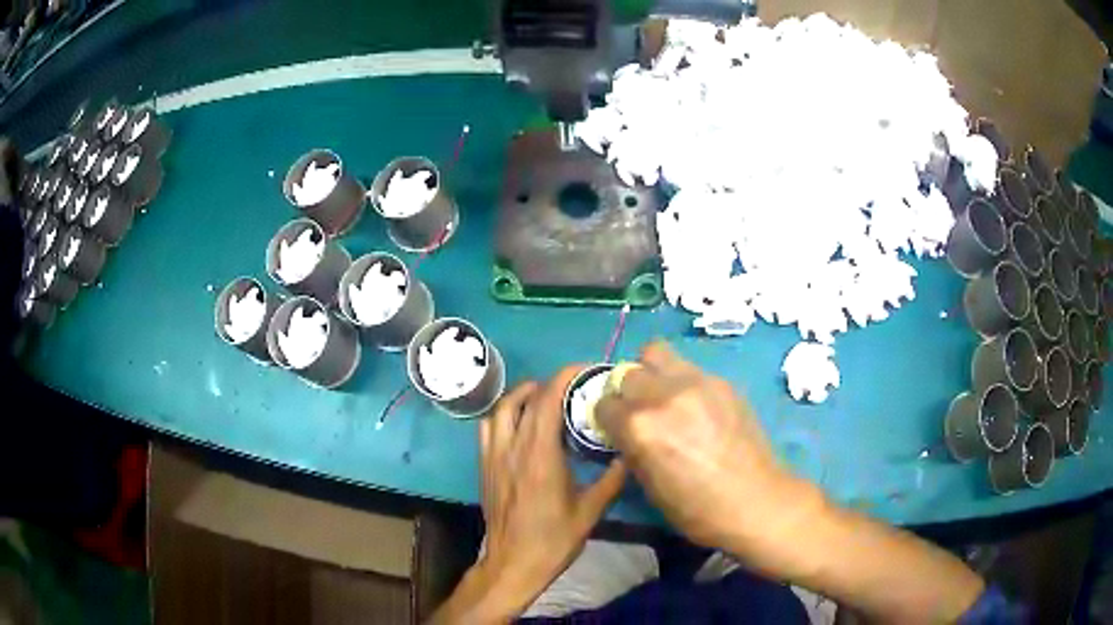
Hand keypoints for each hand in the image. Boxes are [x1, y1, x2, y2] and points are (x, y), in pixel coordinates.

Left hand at [432, 368, 626, 622]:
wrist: (513, 564)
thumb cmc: (553, 540)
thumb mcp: (591, 511)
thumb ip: (612, 479)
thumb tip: (631, 453)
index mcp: (540, 455)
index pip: (547, 399)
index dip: (565, 376)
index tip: (586, 370)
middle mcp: (512, 448)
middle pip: (524, 398)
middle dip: (549, 383)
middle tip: (572, 388)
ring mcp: (493, 456)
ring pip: (501, 409)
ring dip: (522, 395)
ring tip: (544, 399)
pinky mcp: (485, 466)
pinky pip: (489, 427)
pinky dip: (505, 414)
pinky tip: (521, 425)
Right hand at [596, 342, 821, 559]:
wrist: (755, 500)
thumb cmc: (696, 509)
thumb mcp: (648, 485)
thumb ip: (631, 448)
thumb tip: (625, 431)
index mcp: (639, 426)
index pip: (603, 403)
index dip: (608, 419)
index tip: (617, 429)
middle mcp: (663, 395)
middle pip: (627, 373)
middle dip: (627, 392)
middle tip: (642, 412)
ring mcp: (696, 382)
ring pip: (656, 353)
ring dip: (653, 373)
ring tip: (666, 397)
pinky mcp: (722, 381)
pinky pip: (690, 369)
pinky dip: (684, 382)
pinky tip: (699, 407)